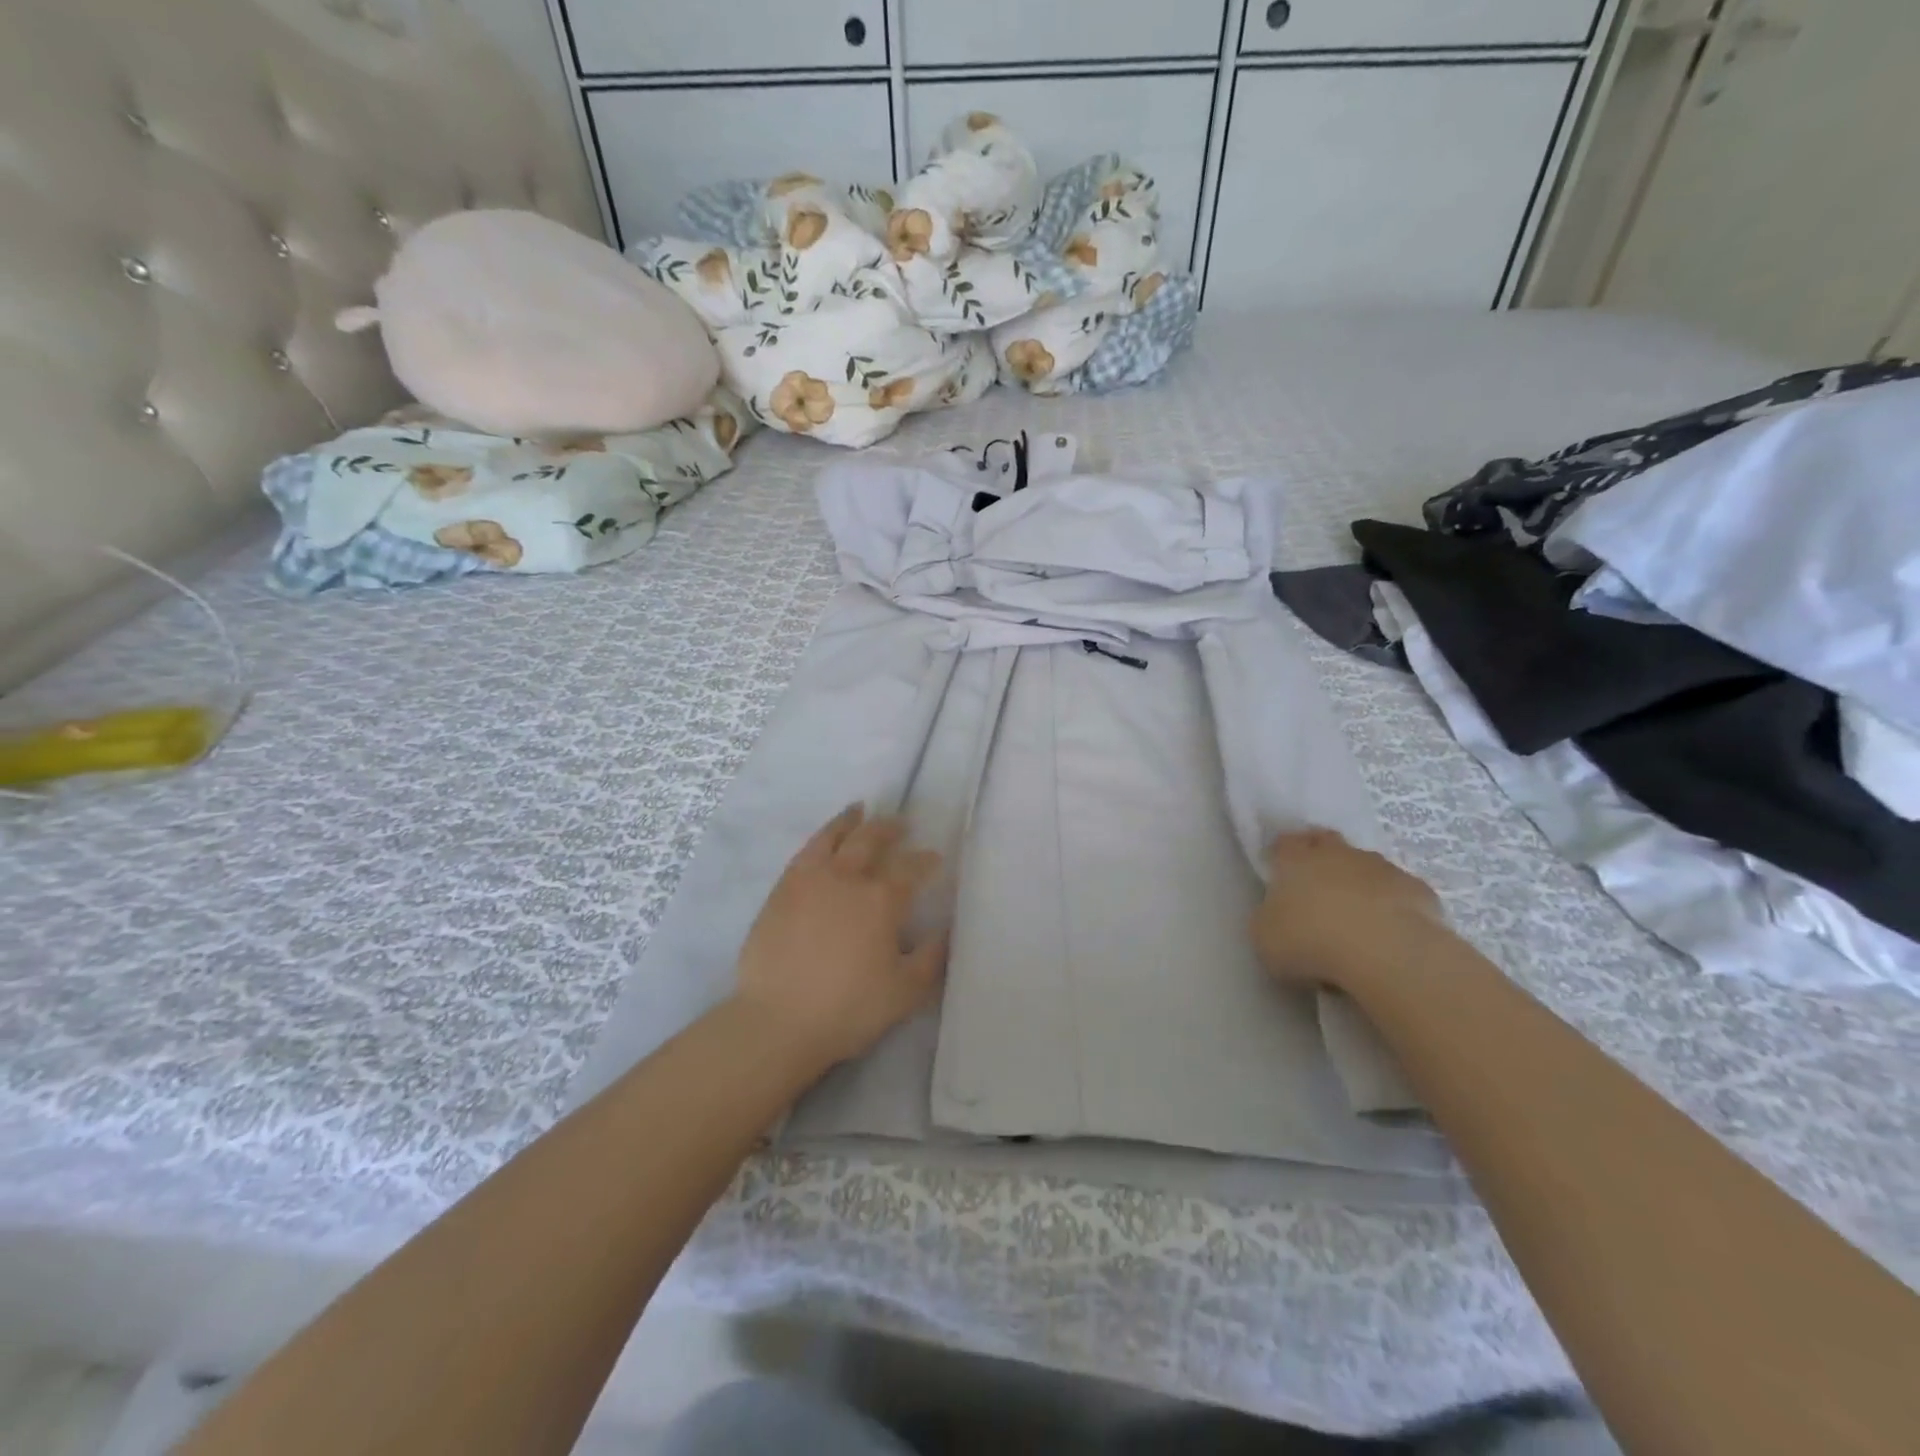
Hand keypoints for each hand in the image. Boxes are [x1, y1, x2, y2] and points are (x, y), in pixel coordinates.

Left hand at [732, 805, 945, 1069]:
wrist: (777, 1021)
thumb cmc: (849, 1008)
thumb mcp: (905, 991)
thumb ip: (932, 958)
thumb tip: (948, 930)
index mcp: (881, 900)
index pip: (911, 869)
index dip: (926, 861)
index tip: (934, 858)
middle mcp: (847, 878)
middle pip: (871, 840)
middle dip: (889, 829)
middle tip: (901, 824)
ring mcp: (809, 880)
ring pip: (833, 837)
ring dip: (850, 821)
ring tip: (859, 811)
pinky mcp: (781, 891)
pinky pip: (804, 852)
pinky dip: (819, 838)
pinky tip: (823, 841)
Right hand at [1252, 828, 1444, 989]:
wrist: (1385, 954)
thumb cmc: (1311, 941)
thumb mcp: (1265, 937)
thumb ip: (1269, 920)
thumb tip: (1279, 918)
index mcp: (1296, 860)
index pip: (1284, 843)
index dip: (1281, 855)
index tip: (1279, 872)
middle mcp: (1338, 854)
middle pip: (1327, 842)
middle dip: (1321, 857)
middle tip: (1316, 887)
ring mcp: (1382, 869)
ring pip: (1366, 866)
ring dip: (1359, 883)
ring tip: (1356, 918)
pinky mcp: (1419, 891)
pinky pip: (1399, 893)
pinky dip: (1392, 907)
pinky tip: (1389, 934)